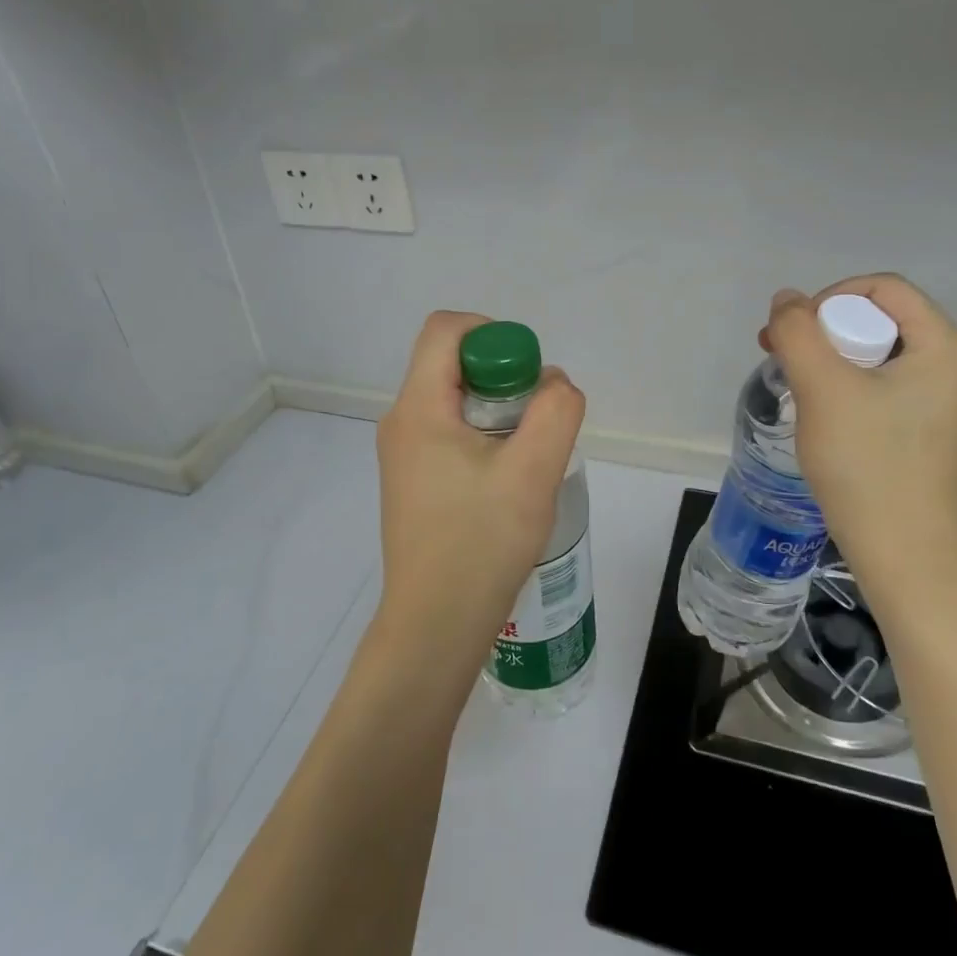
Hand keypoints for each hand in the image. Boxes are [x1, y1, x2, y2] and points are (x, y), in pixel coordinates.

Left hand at [373, 311, 586, 676]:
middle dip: (502, 376)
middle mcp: (401, 422)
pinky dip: (483, 436)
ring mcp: (402, 454)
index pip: (446, 330)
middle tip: (537, 419)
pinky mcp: (412, 481)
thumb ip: (556, 412)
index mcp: (418, 408)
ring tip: (528, 455)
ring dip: (497, 410)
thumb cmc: (481, 543)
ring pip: (453, 400)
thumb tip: (553, 384)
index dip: (492, 333)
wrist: (435, 625)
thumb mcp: (533, 472)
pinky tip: (508, 479)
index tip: (528, 374)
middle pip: (451, 363)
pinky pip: (449, 433)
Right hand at [761, 275, 956, 607]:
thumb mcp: (822, 388)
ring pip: (882, 354)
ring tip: (800, 387)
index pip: (884, 289)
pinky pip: (890, 385)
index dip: (830, 298)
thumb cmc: (867, 464)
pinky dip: (853, 386)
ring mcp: (952, 400)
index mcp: (947, 345)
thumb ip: (797, 331)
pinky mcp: (938, 429)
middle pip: (883, 319)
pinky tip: (828, 414)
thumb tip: (787, 300)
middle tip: (785, 359)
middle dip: (827, 331)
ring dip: (834, 359)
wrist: (904, 553)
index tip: (794, 335)